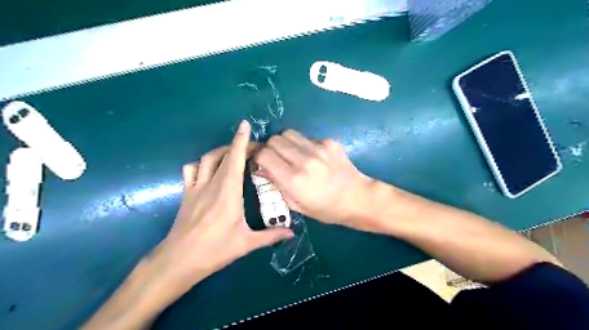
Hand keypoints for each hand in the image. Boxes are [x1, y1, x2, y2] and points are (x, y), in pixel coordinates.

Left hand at [151, 122, 291, 293]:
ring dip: (220, 152)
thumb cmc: (215, 250)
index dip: (241, 140)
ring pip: (206, 159)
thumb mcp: (246, 244)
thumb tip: (292, 233)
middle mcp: (211, 184)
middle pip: (222, 155)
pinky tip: (209, 170)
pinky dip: (201, 164)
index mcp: (228, 192)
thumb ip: (271, 236)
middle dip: (237, 145)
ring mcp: (195, 188)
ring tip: (232, 155)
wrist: (179, 260)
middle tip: (252, 148)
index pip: (235, 159)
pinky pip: (191, 170)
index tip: (245, 125)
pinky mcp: (186, 194)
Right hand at [256, 129, 374, 228]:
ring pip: (289, 133)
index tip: (260, 162)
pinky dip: (303, 144)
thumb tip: (260, 168)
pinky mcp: (329, 142)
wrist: (357, 198)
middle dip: (270, 148)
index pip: (264, 154)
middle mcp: (304, 159)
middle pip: (274, 140)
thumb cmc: (326, 209)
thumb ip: (276, 184)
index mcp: (294, 179)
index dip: (258, 156)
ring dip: (285, 143)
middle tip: (275, 158)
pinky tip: (312, 156)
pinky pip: (307, 137)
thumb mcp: (297, 204)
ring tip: (291, 154)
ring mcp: (318, 148)